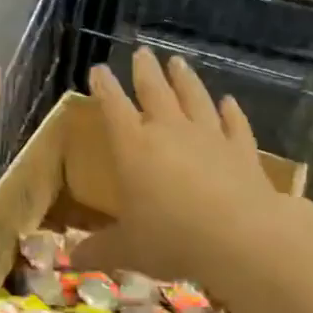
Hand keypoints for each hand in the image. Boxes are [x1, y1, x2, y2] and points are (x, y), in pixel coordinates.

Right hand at [76, 47, 312, 308]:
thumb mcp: (127, 250)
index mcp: (133, 146)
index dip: (104, 86)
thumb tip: (71, 260)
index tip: (98, 69)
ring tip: (178, 62)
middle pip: (154, 91)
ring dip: (185, 79)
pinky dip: (231, 111)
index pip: (113, 106)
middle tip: (142, 52)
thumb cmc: (172, 238)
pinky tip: (229, 101)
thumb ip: (99, 250)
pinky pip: (234, 124)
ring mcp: (208, 137)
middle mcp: (168, 131)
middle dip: (145, 71)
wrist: (241, 237)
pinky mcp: (241, 150)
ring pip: (194, 98)